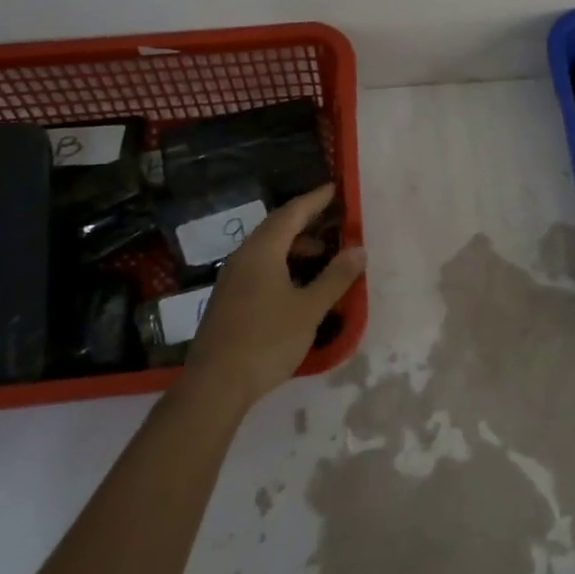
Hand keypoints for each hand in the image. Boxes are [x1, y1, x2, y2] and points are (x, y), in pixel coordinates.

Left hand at [182, 185, 365, 414]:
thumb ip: (335, 277)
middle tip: (333, 219)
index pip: (291, 214)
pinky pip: (259, 266)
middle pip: (276, 228)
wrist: (215, 385)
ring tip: (322, 255)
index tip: (334, 188)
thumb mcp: (310, 309)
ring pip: (266, 249)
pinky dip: (282, 263)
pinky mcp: (228, 299)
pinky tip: (297, 284)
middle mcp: (243, 257)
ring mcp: (231, 279)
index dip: (314, 200)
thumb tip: (358, 249)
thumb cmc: (267, 341)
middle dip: (305, 221)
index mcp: (262, 252)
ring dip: (295, 246)